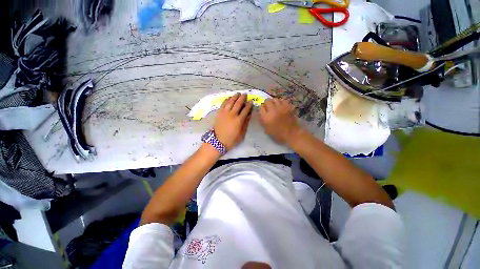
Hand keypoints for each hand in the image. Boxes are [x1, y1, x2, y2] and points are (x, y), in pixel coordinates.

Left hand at [214, 93, 252, 149]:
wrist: (218, 141)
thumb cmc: (231, 139)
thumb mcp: (242, 134)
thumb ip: (245, 123)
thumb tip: (249, 115)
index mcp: (239, 120)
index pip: (246, 109)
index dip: (249, 105)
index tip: (251, 101)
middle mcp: (232, 114)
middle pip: (238, 103)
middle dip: (242, 98)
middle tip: (245, 94)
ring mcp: (225, 113)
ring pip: (230, 102)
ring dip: (234, 96)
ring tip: (238, 93)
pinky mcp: (219, 113)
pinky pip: (223, 104)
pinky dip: (226, 100)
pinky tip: (229, 98)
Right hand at [259, 98, 301, 145]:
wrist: (291, 134)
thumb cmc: (278, 134)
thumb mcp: (266, 129)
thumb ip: (262, 120)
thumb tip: (261, 113)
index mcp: (266, 117)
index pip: (261, 107)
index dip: (261, 108)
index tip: (263, 110)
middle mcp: (273, 110)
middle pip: (267, 101)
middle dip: (266, 103)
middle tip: (268, 107)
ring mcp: (281, 107)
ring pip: (275, 99)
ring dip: (273, 101)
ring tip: (274, 105)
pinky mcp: (288, 107)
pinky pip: (283, 100)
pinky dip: (281, 102)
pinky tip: (281, 106)